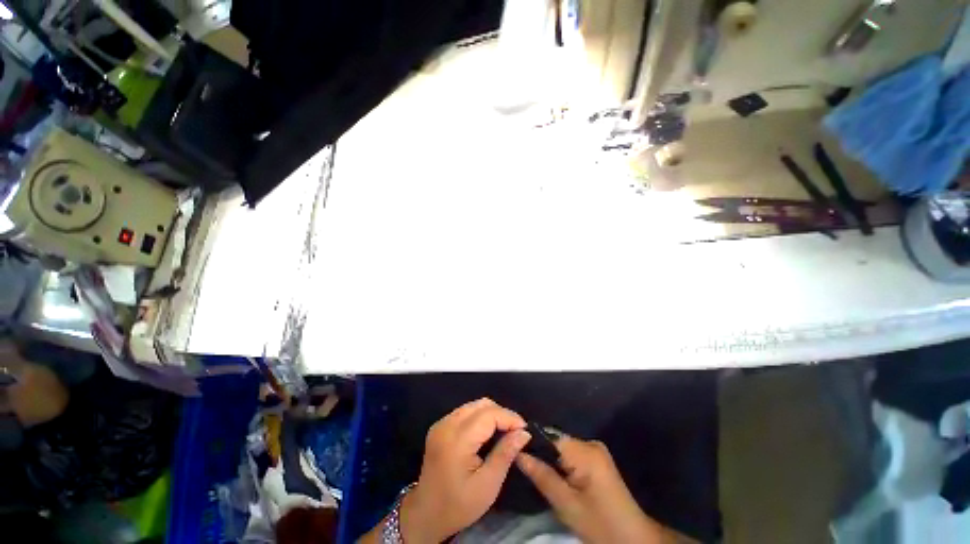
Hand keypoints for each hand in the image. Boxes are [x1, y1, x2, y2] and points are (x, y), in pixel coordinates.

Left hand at [401, 398, 531, 542]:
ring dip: (492, 414)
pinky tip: (487, 432)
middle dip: (502, 414)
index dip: (509, 418)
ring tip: (504, 431)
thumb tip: (523, 433)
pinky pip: (465, 411)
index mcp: (457, 439)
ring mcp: (441, 423)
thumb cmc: (458, 505)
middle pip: (481, 404)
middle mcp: (447, 424)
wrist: (425, 515)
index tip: (525, 430)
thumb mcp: (488, 485)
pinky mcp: (440, 426)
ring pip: (473, 405)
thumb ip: (505, 454)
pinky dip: (480, 417)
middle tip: (515, 432)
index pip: (489, 414)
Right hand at [516, 436, 666, 543]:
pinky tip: (556, 477)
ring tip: (537, 473)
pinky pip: (571, 454)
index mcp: (585, 452)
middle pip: (556, 441)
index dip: (532, 443)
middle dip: (541, 453)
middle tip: (526, 468)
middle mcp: (590, 443)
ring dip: (551, 460)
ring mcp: (596, 450)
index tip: (515, 452)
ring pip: (562, 448)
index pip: (550, 437)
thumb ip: (542, 476)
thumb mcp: (566, 505)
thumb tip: (518, 453)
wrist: (633, 539)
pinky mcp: (597, 458)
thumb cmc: (599, 524)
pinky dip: (561, 464)